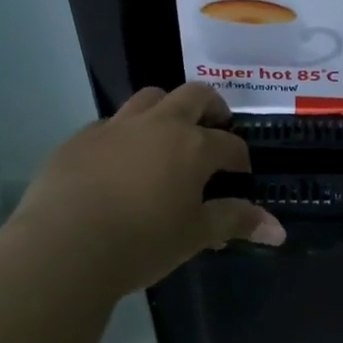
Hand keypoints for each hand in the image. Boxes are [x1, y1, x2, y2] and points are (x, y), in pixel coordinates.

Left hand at [4, 84, 284, 298]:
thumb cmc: (141, 242)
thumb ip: (236, 222)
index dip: (240, 157)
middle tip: (214, 127)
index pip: (229, 143)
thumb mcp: (195, 236)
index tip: (241, 173)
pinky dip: (124, 134)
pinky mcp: (81, 138)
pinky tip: (118, 162)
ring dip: (166, 110)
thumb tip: (279, 230)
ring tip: (167, 135)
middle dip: (210, 107)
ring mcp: (116, 126)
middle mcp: (158, 125)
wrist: (64, 246)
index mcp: (193, 146)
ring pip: (149, 99)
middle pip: (193, 95)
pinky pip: (110, 124)